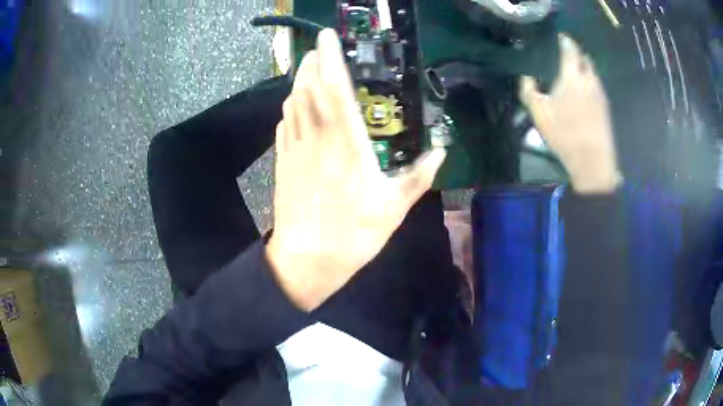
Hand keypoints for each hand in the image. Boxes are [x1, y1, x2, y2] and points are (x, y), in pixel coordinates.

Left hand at [266, 29, 446, 311]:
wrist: (306, 260)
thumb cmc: (352, 236)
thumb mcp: (394, 208)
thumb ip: (419, 177)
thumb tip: (441, 153)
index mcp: (347, 144)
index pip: (336, 89)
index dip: (331, 59)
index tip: (327, 38)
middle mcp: (317, 138)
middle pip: (309, 89)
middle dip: (312, 63)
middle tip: (318, 48)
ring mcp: (295, 149)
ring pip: (294, 103)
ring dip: (299, 81)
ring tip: (308, 68)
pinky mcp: (283, 162)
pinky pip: (285, 125)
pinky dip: (290, 108)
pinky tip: (294, 104)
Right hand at [520, 34, 621, 193]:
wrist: (593, 161)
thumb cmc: (565, 135)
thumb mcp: (539, 113)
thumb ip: (528, 90)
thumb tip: (526, 76)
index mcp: (572, 76)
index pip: (569, 49)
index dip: (564, 41)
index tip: (558, 38)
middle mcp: (589, 79)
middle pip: (584, 58)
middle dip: (575, 53)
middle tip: (564, 55)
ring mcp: (600, 93)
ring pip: (592, 71)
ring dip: (583, 67)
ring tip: (572, 72)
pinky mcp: (605, 106)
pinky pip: (596, 84)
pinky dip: (589, 81)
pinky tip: (582, 92)